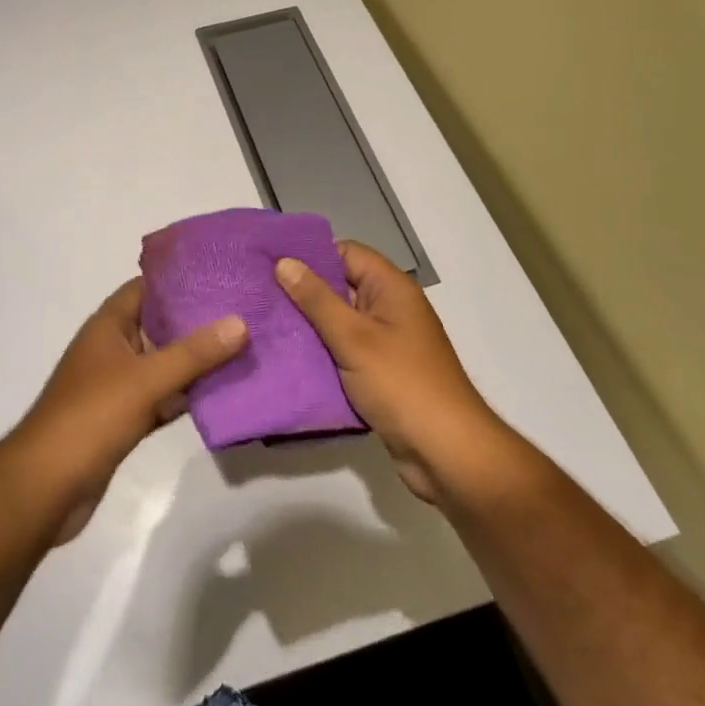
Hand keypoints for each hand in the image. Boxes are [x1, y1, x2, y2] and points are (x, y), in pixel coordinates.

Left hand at [11, 279, 247, 542]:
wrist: (46, 486)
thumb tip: (240, 321)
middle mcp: (112, 349)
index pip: (146, 287)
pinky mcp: (124, 419)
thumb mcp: (146, 379)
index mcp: (108, 326)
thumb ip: (193, 352)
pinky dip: (186, 395)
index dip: (179, 277)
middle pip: (159, 324)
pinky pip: (162, 397)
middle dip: (197, 319)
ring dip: (196, 359)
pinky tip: (222, 393)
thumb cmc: (92, 417)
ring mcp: (117, 385)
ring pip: (163, 363)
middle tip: (245, 309)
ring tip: (244, 345)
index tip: (221, 273)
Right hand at [275, 242, 503, 502]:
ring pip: (339, 321)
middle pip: (340, 285)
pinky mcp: (380, 372)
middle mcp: (390, 308)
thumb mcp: (354, 337)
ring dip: (308, 325)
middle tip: (258, 294)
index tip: (270, 263)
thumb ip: (317, 299)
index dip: (310, 255)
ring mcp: (386, 341)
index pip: (346, 252)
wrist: (446, 453)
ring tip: (264, 324)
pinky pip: (344, 350)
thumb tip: (284, 262)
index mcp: (391, 288)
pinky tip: (287, 357)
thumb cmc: (402, 384)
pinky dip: (321, 352)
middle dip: (302, 291)